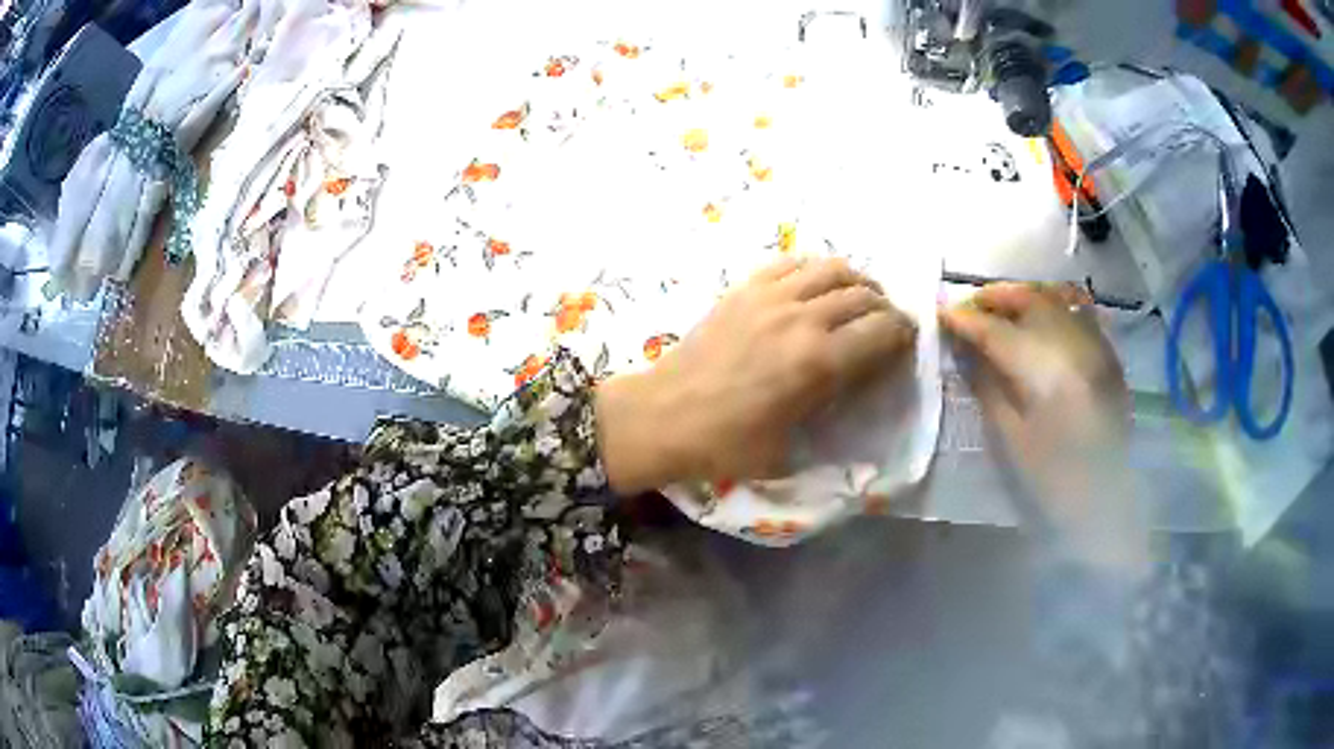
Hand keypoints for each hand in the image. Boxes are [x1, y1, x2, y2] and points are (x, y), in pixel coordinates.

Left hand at [597, 257, 916, 493]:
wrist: (661, 415)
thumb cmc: (723, 445)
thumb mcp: (788, 452)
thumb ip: (831, 422)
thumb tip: (857, 399)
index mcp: (818, 362)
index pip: (882, 331)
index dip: (903, 334)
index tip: (906, 343)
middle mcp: (802, 317)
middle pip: (864, 295)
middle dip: (885, 308)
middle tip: (886, 325)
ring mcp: (770, 296)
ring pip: (833, 268)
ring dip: (856, 281)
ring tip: (858, 299)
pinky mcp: (744, 288)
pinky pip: (792, 263)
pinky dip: (815, 270)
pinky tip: (816, 286)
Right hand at [940, 283, 1144, 571]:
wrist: (1109, 505)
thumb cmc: (1053, 482)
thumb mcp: (1011, 439)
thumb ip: (988, 385)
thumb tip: (965, 350)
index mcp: (1046, 371)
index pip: (997, 330)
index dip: (966, 319)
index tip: (940, 313)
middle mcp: (1074, 344)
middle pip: (1028, 299)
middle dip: (994, 298)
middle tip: (967, 309)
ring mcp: (1096, 345)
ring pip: (1055, 298)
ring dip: (1023, 299)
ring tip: (1000, 312)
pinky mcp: (1109, 355)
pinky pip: (1077, 312)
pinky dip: (1052, 308)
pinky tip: (1038, 323)